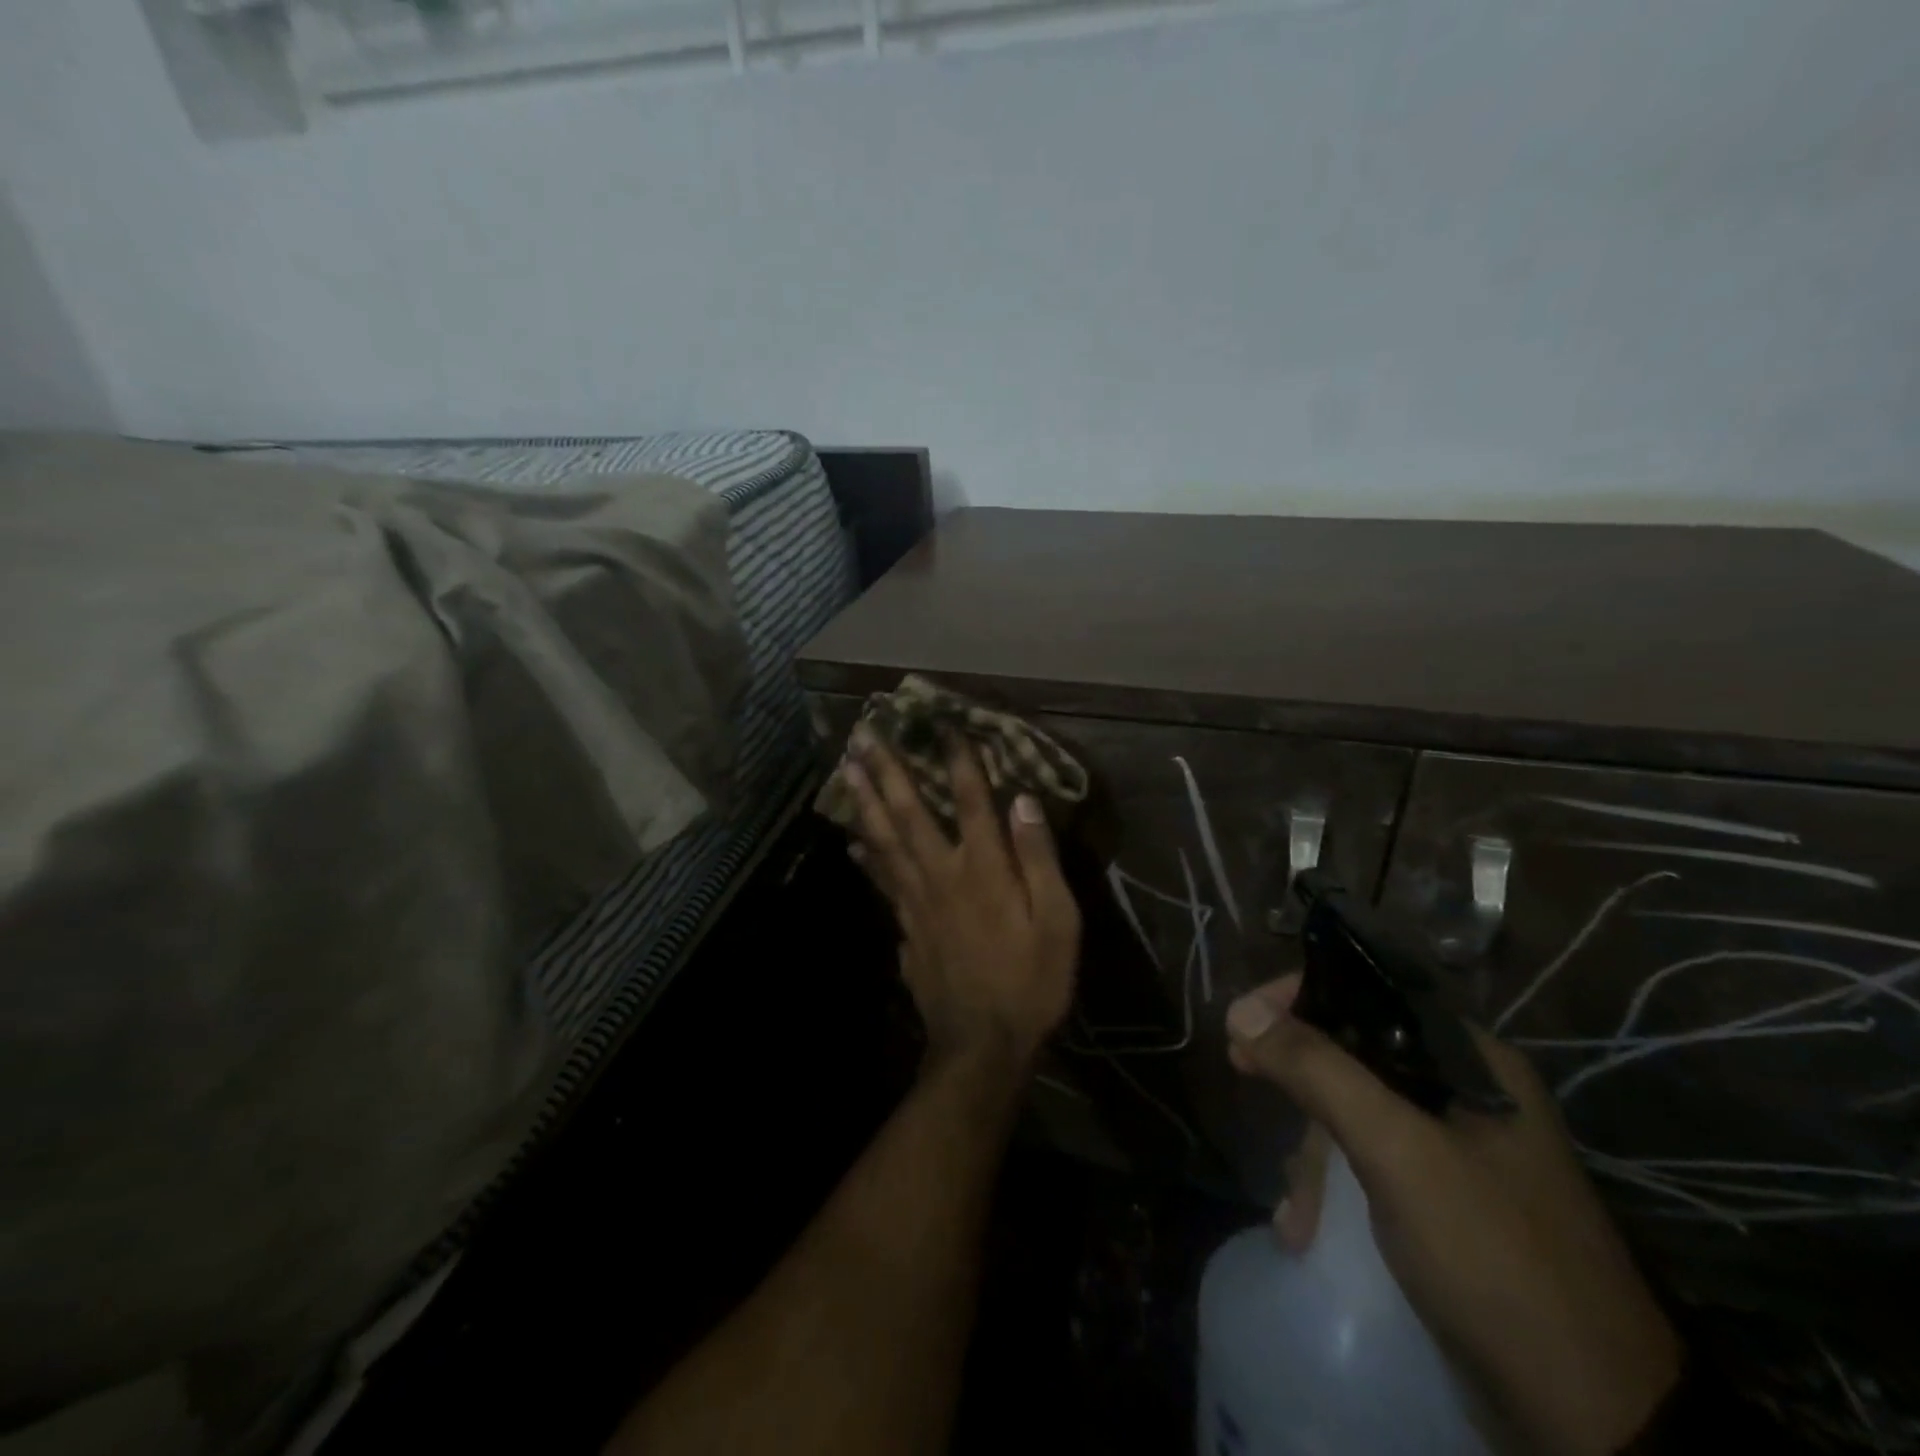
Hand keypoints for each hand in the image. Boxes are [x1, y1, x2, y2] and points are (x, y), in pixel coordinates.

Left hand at [844, 727, 1081, 1080]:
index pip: (969, 800)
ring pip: (883, 841)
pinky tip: (852, 842)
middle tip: (863, 735)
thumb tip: (1023, 799)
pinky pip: (881, 880)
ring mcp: (916, 902)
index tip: (944, 724)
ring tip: (845, 771)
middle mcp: (941, 874)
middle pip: (908, 813)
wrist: (983, 1045)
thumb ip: (1039, 858)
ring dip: (864, 802)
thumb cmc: (1031, 981)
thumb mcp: (1057, 922)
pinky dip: (865, 856)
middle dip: (886, 771)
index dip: (958, 760)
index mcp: (983, 869)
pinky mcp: (905, 927)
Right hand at [1226, 975, 1682, 1455]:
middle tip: (1243, 1071)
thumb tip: (1242, 1011)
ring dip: (1312, 1154)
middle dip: (1298, 1078)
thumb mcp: (1399, 1153)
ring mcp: (1454, 1151)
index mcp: (1472, 1061)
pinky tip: (1306, 1229)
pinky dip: (1331, 1188)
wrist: (1593, 1425)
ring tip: (1296, 1211)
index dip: (1301, 995)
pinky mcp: (1442, 1203)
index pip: (1370, 992)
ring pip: (1354, 1112)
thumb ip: (1319, 1071)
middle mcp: (1464, 1093)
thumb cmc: (1494, 1259)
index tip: (1245, 1019)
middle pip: (1355, 1053)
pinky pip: (1366, 1163)